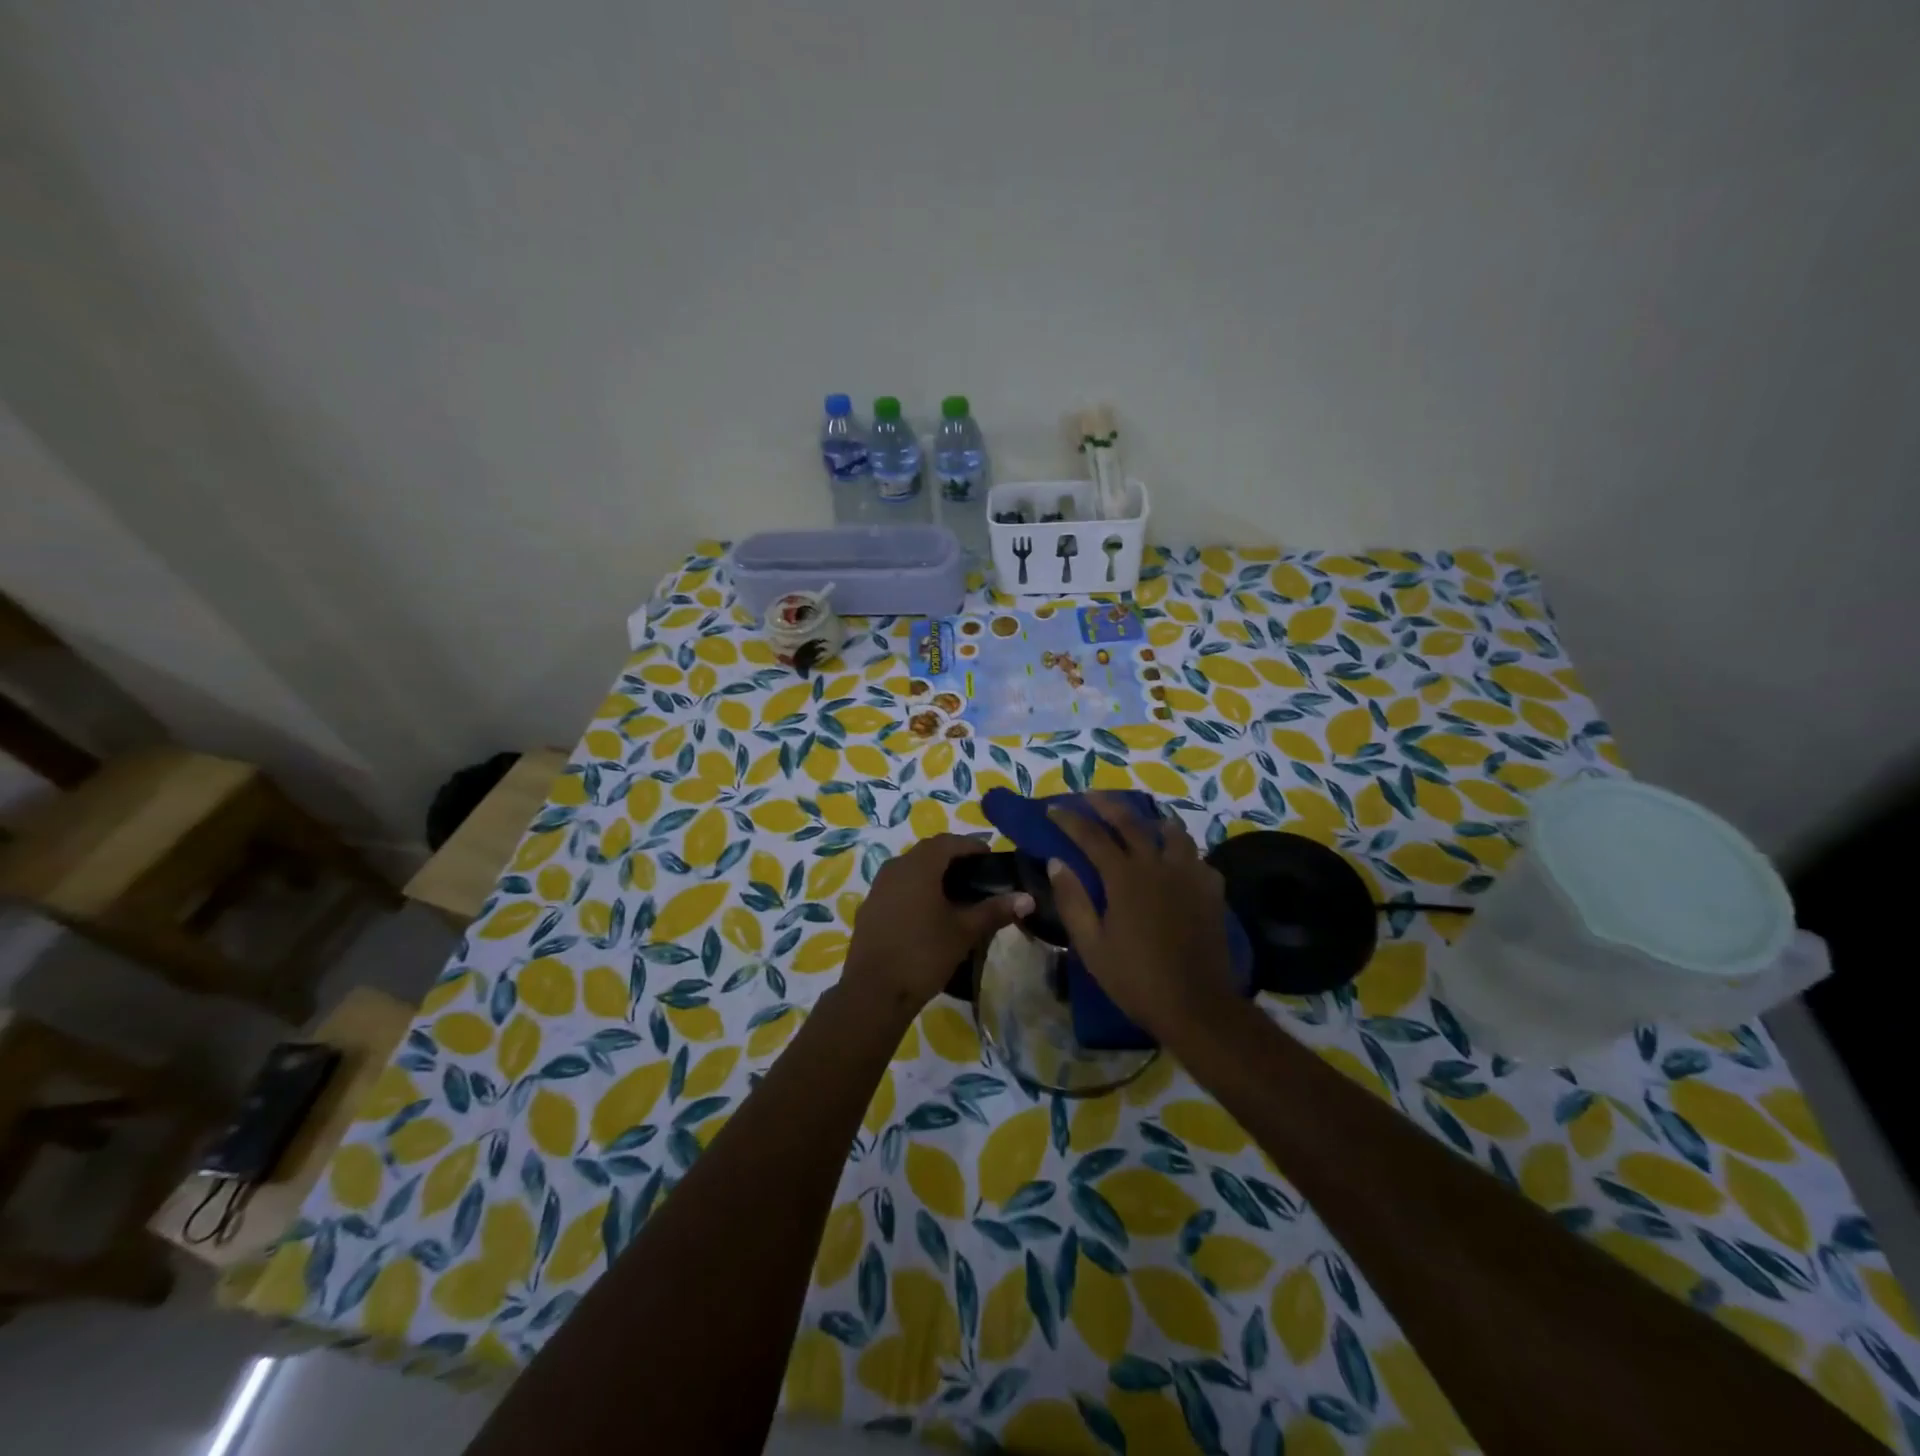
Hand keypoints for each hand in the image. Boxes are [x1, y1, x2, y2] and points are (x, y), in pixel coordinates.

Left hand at [842, 835, 1031, 1026]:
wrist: (873, 992)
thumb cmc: (923, 954)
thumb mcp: (964, 932)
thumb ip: (995, 910)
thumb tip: (1028, 898)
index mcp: (919, 866)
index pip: (949, 842)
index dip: (972, 846)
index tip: (991, 858)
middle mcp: (896, 867)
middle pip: (928, 852)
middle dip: (953, 858)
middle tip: (977, 874)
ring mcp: (878, 887)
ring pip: (910, 868)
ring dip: (933, 873)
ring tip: (956, 893)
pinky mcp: (869, 908)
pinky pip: (897, 886)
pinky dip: (916, 889)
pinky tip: (928, 912)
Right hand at [1046, 796, 1239, 1043]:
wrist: (1196, 1005)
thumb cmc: (1135, 978)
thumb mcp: (1091, 945)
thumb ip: (1072, 900)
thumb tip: (1056, 862)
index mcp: (1124, 877)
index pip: (1092, 836)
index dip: (1070, 820)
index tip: (1053, 809)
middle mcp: (1158, 865)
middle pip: (1131, 821)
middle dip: (1107, 804)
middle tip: (1090, 797)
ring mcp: (1189, 874)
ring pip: (1172, 831)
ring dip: (1151, 821)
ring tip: (1142, 822)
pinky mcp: (1212, 890)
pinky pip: (1196, 857)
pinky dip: (1181, 852)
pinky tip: (1176, 862)